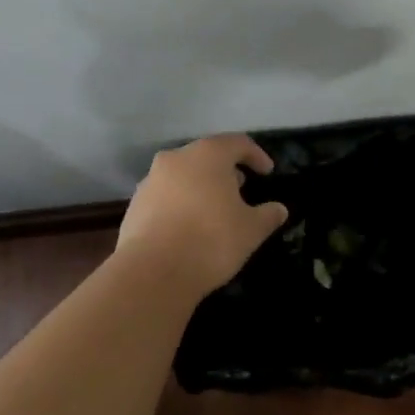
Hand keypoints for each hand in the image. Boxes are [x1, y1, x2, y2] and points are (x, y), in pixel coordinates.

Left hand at [115, 134, 289, 297]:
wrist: (152, 272)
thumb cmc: (210, 240)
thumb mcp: (251, 230)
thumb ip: (268, 215)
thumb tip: (279, 209)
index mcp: (207, 155)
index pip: (237, 143)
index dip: (256, 155)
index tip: (267, 172)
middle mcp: (176, 158)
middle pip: (206, 156)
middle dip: (225, 170)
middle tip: (240, 189)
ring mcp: (151, 180)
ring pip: (183, 175)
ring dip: (200, 186)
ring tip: (214, 210)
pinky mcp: (135, 204)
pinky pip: (165, 196)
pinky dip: (180, 203)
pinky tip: (188, 227)